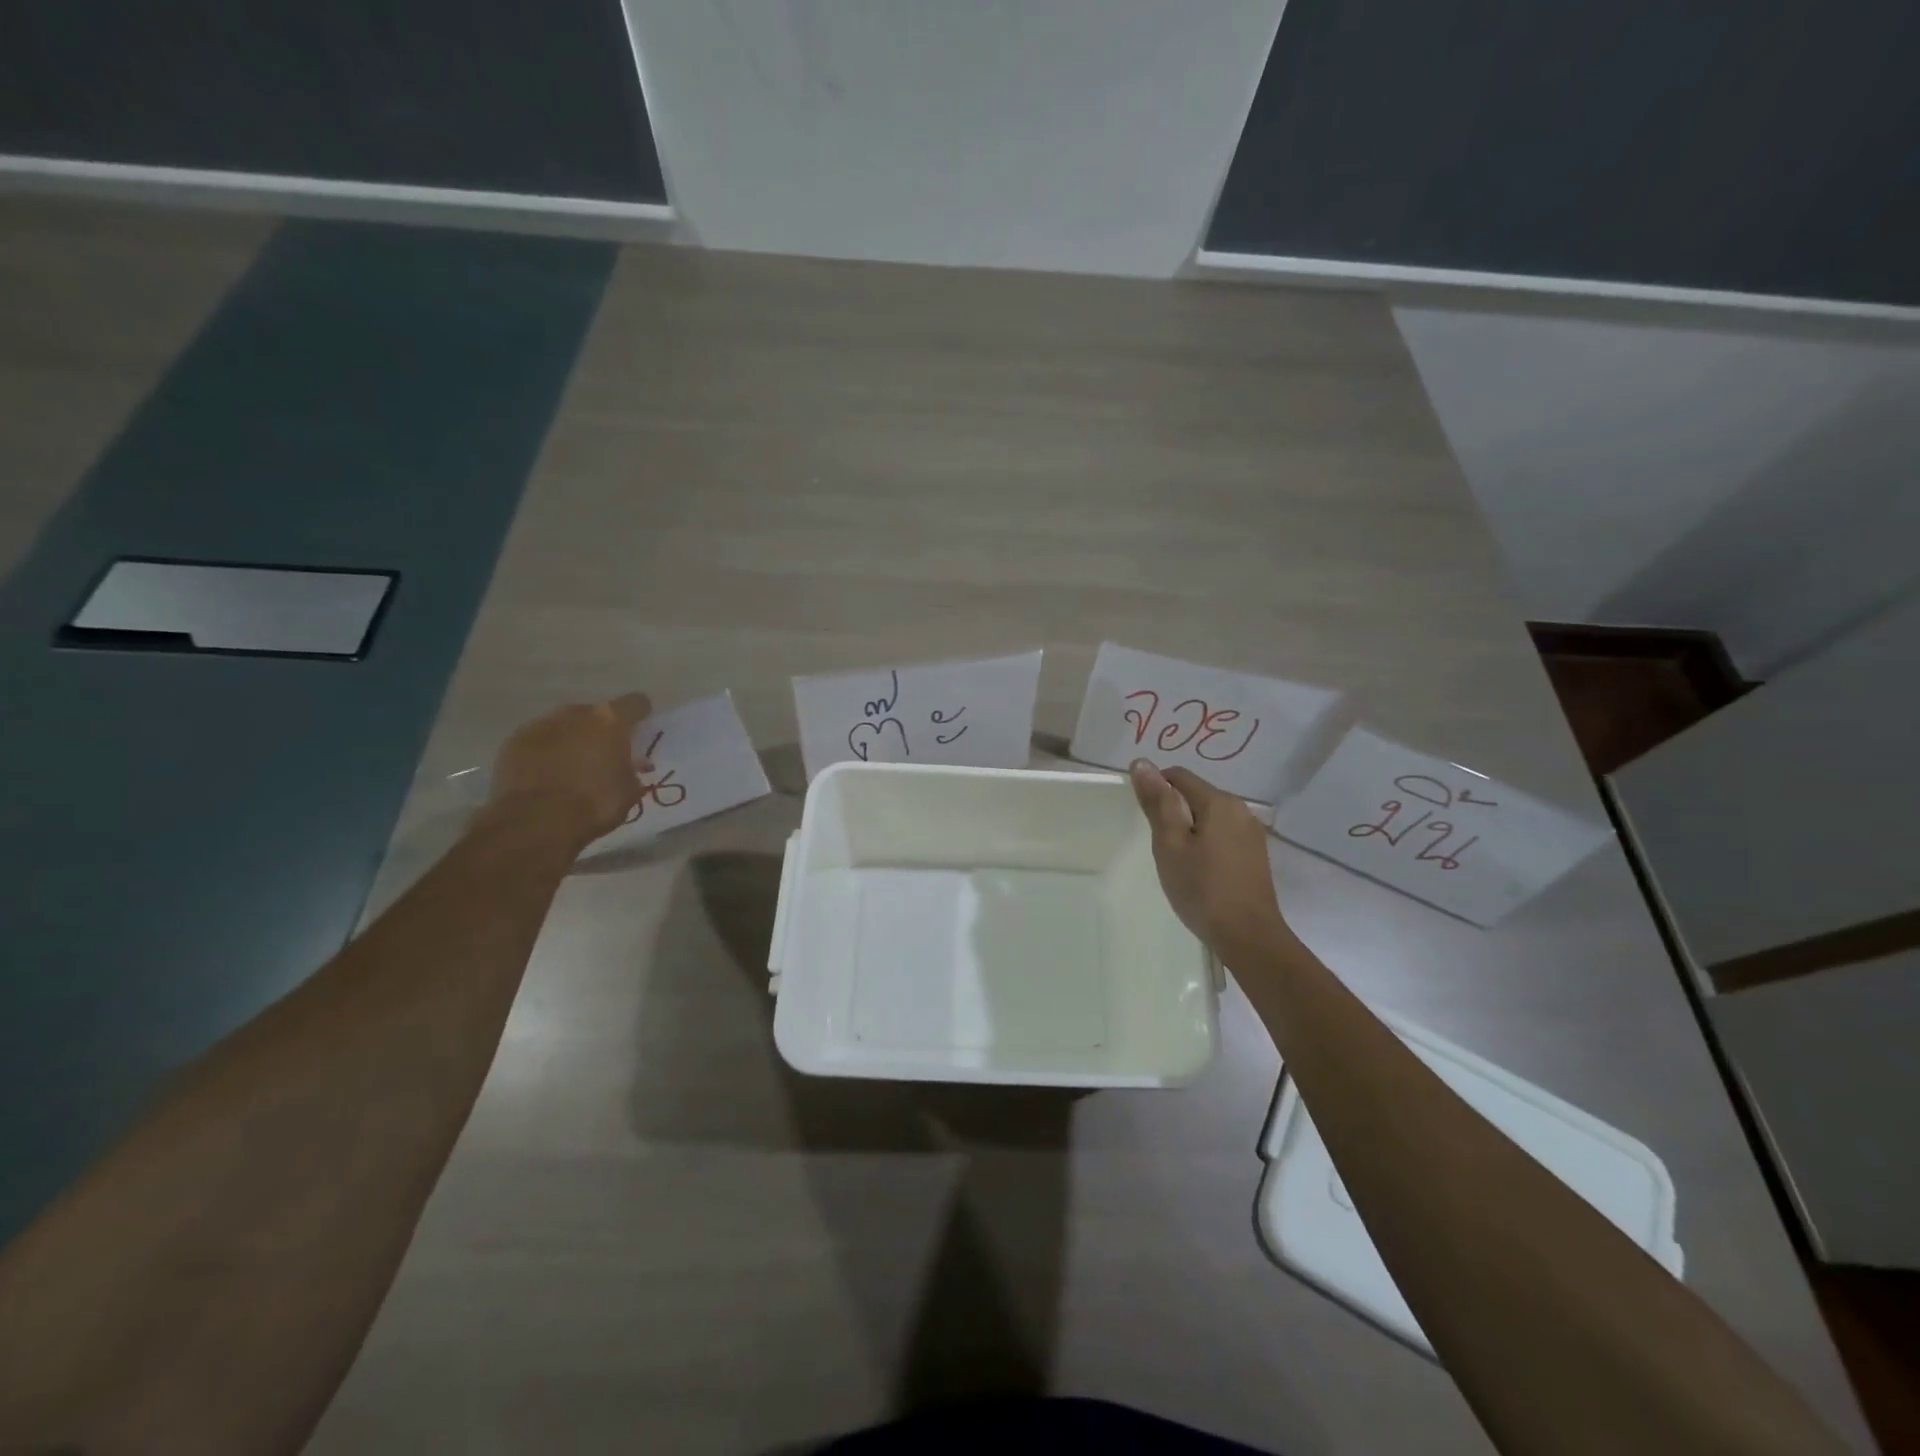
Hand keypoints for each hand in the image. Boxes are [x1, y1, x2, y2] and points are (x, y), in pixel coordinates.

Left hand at [489, 693, 653, 843]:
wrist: (535, 823)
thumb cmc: (594, 805)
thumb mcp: (630, 790)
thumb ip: (631, 769)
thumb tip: (627, 765)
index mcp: (610, 721)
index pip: (635, 703)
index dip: (641, 714)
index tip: (642, 728)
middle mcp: (574, 714)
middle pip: (594, 713)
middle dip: (601, 730)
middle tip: (604, 755)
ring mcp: (540, 725)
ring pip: (564, 726)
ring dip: (572, 739)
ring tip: (572, 766)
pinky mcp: (513, 743)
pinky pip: (538, 741)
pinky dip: (545, 752)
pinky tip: (546, 775)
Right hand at [1129, 760, 1295, 962]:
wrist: (1248, 936)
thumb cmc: (1202, 888)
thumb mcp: (1170, 844)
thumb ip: (1158, 802)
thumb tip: (1142, 763)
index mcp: (1219, 802)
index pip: (1179, 776)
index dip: (1155, 787)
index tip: (1141, 815)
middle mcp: (1241, 809)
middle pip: (1197, 795)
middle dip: (1173, 810)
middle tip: (1157, 842)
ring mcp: (1252, 833)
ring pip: (1210, 816)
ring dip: (1189, 828)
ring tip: (1176, 858)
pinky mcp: (1256, 855)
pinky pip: (1223, 835)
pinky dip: (1206, 842)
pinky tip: (1199, 869)